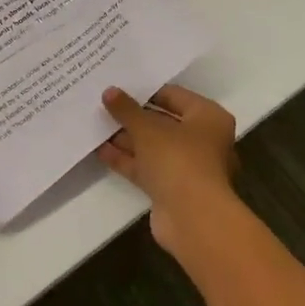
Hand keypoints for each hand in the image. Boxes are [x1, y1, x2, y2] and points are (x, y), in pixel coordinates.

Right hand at [99, 84, 238, 254]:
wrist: (193, 219)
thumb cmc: (178, 160)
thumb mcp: (147, 128)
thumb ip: (127, 109)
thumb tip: (109, 91)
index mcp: (208, 117)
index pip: (174, 96)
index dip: (146, 91)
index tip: (119, 86)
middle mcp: (202, 140)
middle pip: (163, 122)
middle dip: (134, 116)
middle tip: (104, 104)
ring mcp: (187, 167)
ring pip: (153, 147)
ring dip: (127, 138)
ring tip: (96, 124)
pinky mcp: (172, 189)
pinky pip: (147, 168)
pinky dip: (127, 159)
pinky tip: (100, 150)